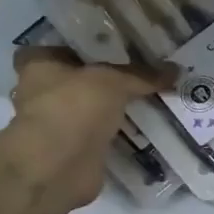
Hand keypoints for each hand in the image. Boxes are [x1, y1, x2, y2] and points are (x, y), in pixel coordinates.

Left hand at [10, 47, 177, 211]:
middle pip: (79, 80)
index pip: (60, 47)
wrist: (58, 167)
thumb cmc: (73, 107)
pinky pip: (102, 136)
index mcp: (38, 65)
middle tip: (142, 73)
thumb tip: (176, 69)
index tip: (116, 47)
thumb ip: (142, 75)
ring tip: (151, 99)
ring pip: (91, 110)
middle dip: (105, 80)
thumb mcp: (114, 81)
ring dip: (114, 110)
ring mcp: (58, 125)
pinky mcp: (74, 151)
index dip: (86, 46)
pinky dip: (119, 135)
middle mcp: (42, 93)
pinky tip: (145, 128)